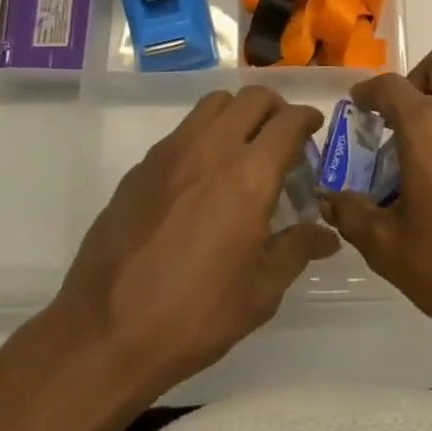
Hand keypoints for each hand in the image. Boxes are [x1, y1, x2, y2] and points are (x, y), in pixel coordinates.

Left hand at [51, 87, 338, 395]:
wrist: (106, 331)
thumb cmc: (195, 315)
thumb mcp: (260, 292)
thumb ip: (296, 251)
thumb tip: (325, 236)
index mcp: (249, 177)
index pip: (287, 122)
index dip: (306, 118)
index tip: (314, 126)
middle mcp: (211, 150)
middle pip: (251, 99)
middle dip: (275, 108)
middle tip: (282, 135)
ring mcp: (170, 153)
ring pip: (213, 105)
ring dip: (237, 114)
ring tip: (243, 148)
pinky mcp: (141, 167)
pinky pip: (183, 131)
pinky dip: (204, 136)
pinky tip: (202, 178)